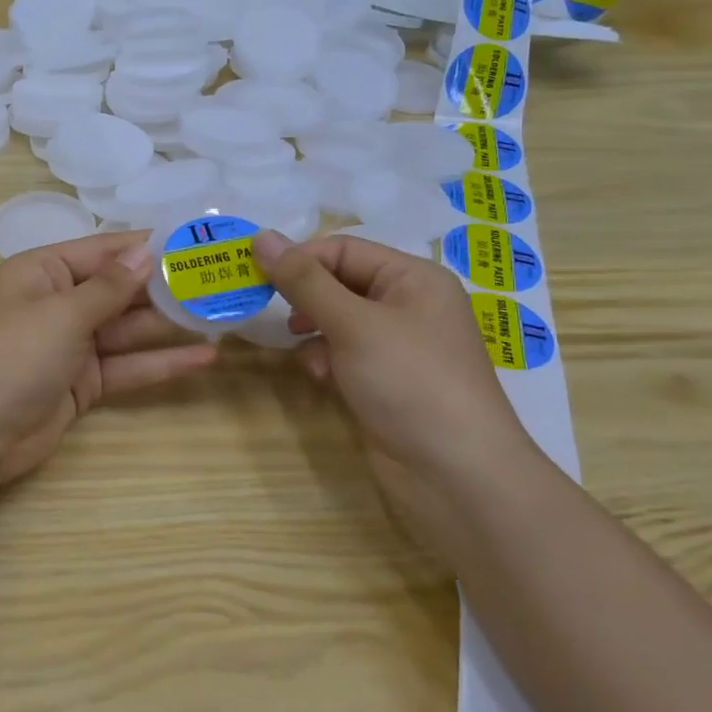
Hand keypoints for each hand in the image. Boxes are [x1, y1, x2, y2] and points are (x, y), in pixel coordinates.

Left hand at [0, 234, 217, 482]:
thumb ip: (110, 286)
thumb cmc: (14, 356)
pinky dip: (160, 363)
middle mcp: (58, 302)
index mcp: (42, 272)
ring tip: (222, 317)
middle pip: (119, 290)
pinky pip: (126, 366)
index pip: (103, 250)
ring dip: (169, 326)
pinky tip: (204, 359)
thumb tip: (146, 250)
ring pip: (127, 329)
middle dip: (165, 289)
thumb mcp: (62, 313)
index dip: (146, 247)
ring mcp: (71, 344)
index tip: (193, 241)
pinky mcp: (83, 382)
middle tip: (219, 282)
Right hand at [252, 229, 536, 488]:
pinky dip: (327, 360)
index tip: (255, 277)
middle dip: (305, 299)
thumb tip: (260, 236)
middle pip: (340, 283)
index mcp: (413, 278)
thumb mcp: (352, 323)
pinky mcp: (389, 380)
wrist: (457, 474)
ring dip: (314, 332)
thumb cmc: (409, 381)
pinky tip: (321, 378)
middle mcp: (409, 304)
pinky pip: (346, 353)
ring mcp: (400, 345)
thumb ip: (303, 280)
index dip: (299, 259)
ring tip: (303, 352)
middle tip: (271, 314)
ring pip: (338, 320)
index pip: (342, 250)